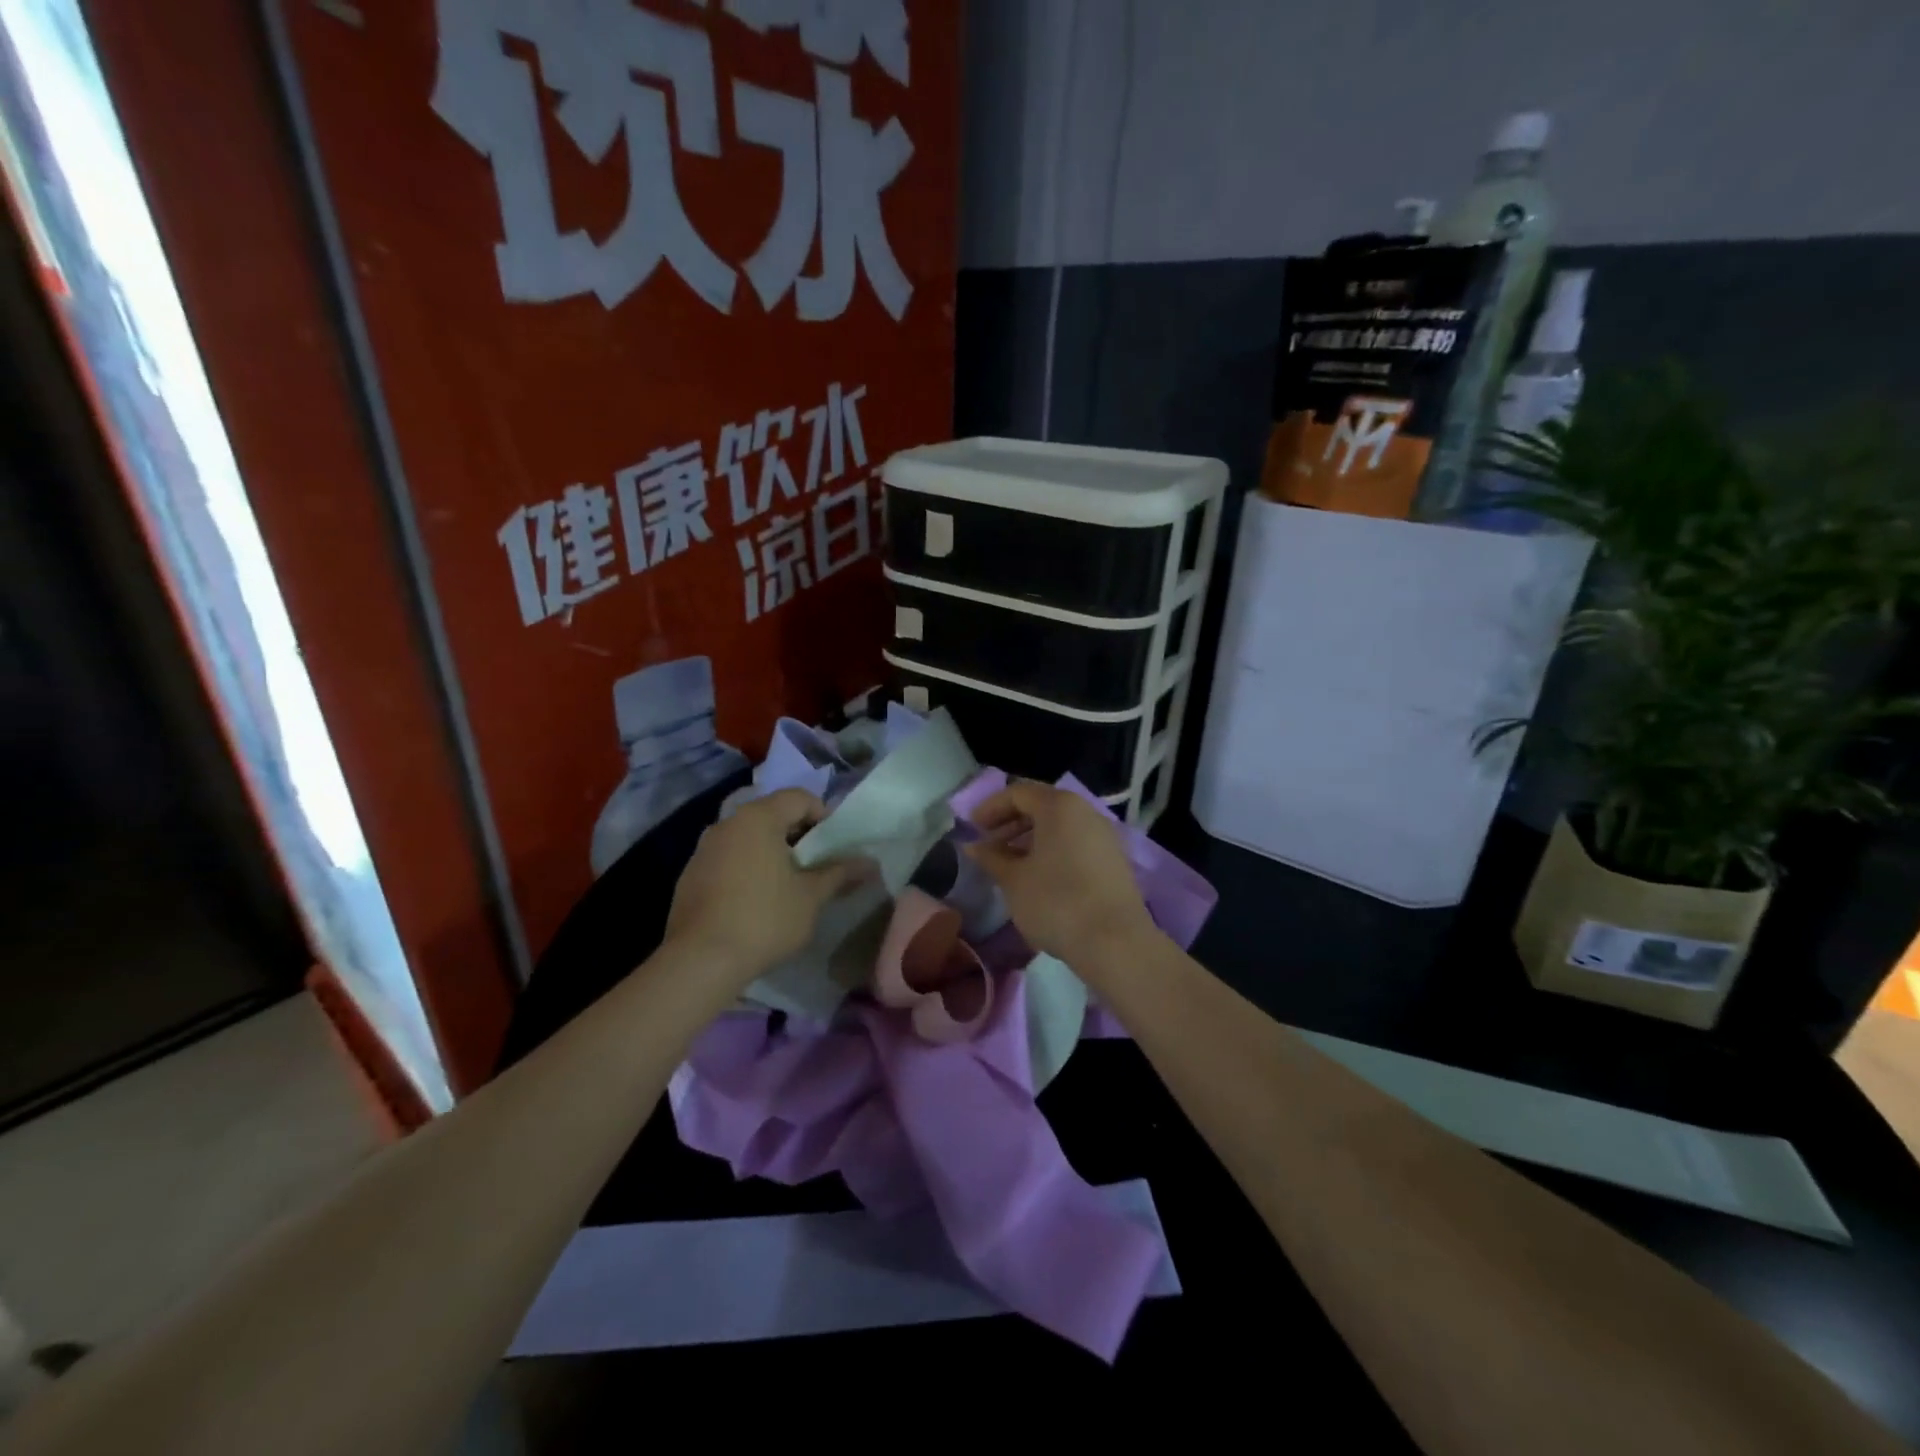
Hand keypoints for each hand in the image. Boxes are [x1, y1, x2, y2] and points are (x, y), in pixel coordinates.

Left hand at [666, 789, 858, 986]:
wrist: (700, 961)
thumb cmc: (764, 919)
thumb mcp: (811, 897)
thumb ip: (840, 873)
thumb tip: (870, 863)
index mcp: (758, 818)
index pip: (799, 797)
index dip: (823, 815)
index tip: (835, 846)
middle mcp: (727, 823)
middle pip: (772, 814)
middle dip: (798, 835)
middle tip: (817, 865)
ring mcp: (704, 849)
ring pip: (748, 837)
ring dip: (771, 852)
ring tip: (788, 885)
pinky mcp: (690, 875)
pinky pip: (728, 858)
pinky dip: (747, 868)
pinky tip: (756, 901)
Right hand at [965, 781, 1158, 967]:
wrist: (1115, 942)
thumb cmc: (1056, 902)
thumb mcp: (1014, 880)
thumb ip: (991, 857)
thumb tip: (974, 846)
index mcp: (1059, 806)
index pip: (1018, 793)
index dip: (991, 808)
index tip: (972, 829)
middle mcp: (1085, 811)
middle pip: (1042, 805)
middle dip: (1011, 822)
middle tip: (989, 845)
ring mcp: (1104, 835)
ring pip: (1060, 826)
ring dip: (1031, 838)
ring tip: (1010, 864)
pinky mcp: (1114, 860)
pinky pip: (1076, 843)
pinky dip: (1053, 850)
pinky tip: (1039, 877)